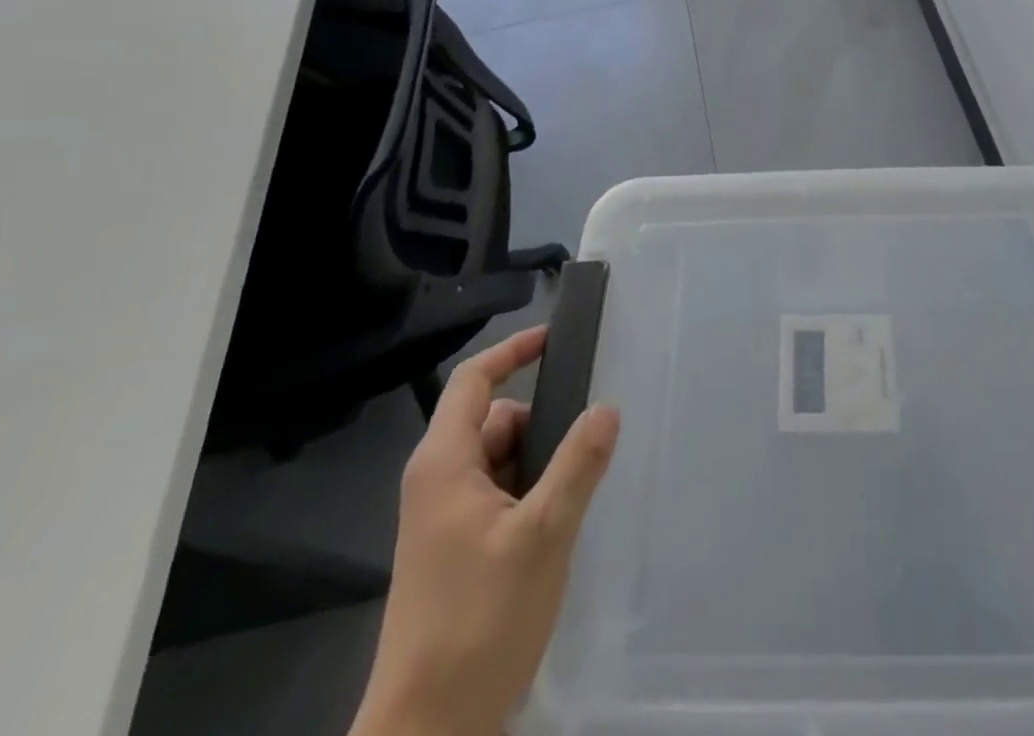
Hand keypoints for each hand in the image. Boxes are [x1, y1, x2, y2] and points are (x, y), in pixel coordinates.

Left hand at [350, 326, 619, 735]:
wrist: (428, 735)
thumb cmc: (479, 622)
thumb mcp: (542, 535)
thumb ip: (577, 464)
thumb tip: (606, 408)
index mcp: (444, 463)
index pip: (474, 380)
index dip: (514, 350)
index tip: (556, 338)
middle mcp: (436, 481)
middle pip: (493, 420)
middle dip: (540, 424)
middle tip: (588, 445)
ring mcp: (441, 519)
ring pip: (499, 461)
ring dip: (538, 465)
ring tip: (576, 496)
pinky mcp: (453, 550)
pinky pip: (496, 496)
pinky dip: (528, 495)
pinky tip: (557, 526)